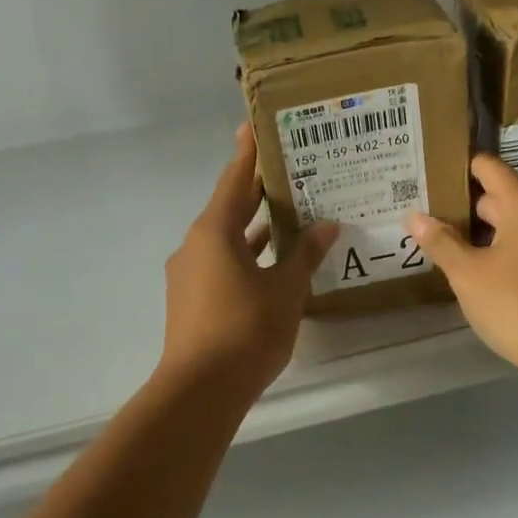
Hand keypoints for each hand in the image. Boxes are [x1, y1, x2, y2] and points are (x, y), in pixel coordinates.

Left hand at [159, 123, 338, 398]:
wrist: (199, 391)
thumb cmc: (245, 330)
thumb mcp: (285, 290)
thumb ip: (305, 255)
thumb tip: (327, 225)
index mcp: (214, 232)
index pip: (234, 181)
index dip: (247, 153)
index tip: (253, 126)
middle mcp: (196, 245)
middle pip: (229, 207)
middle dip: (256, 190)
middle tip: (287, 167)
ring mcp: (190, 274)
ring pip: (226, 239)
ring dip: (254, 227)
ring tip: (289, 213)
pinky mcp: (192, 300)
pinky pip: (222, 263)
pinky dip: (246, 256)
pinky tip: (273, 263)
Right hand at [407, 154, 517, 384]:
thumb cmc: (516, 303)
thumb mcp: (468, 273)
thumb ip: (440, 242)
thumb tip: (414, 216)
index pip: (487, 167)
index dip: (458, 166)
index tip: (428, 169)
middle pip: (497, 196)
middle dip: (461, 203)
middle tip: (422, 208)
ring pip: (508, 225)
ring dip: (477, 231)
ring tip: (438, 238)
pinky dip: (495, 250)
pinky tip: (469, 267)